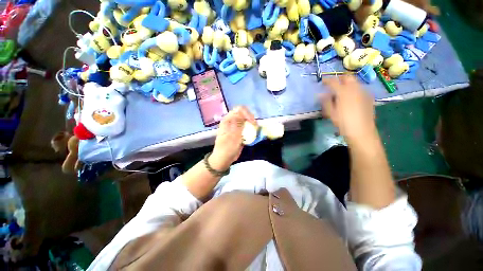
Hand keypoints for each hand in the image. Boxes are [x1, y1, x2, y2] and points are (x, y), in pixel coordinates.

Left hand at [210, 106, 255, 170]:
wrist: (223, 158)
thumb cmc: (227, 148)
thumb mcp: (233, 136)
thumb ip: (238, 123)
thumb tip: (242, 111)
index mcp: (228, 120)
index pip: (240, 110)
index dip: (247, 114)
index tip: (253, 122)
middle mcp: (232, 121)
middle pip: (244, 113)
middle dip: (251, 118)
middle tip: (255, 126)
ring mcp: (235, 126)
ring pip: (246, 120)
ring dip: (251, 124)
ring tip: (255, 130)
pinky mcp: (239, 132)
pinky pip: (246, 127)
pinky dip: (251, 129)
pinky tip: (253, 134)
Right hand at [320, 76, 376, 143]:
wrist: (362, 130)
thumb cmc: (343, 122)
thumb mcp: (331, 113)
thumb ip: (326, 101)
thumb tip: (321, 94)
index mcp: (343, 92)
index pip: (333, 82)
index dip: (327, 80)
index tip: (322, 81)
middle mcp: (355, 89)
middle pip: (348, 77)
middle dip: (340, 78)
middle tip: (334, 83)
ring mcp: (363, 92)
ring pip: (355, 82)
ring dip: (347, 83)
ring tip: (342, 90)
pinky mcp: (369, 97)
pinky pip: (360, 89)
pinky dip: (354, 89)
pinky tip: (352, 97)